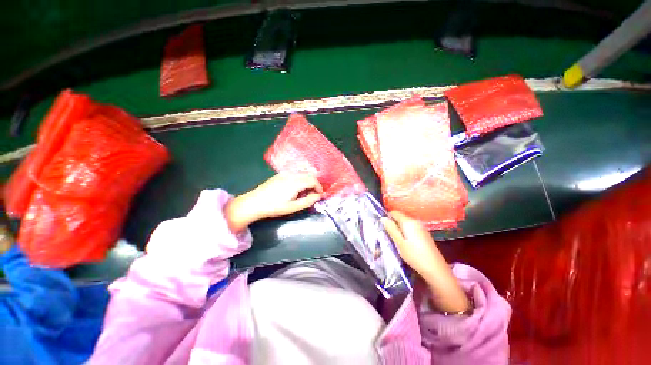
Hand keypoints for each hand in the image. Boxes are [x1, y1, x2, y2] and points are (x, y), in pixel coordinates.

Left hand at [225, 173, 322, 232]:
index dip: (319, 187)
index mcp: (296, 182)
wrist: (255, 202)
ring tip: (304, 192)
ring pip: (302, 173)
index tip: (319, 195)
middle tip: (312, 194)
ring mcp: (285, 173)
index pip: (313, 180)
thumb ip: (308, 201)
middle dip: (314, 183)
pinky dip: (300, 179)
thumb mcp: (293, 207)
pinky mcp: (280, 174)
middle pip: (309, 175)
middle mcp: (292, 174)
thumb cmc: (275, 207)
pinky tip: (295, 188)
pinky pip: (295, 173)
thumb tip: (318, 196)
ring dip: (307, 181)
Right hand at [381, 211, 470, 313]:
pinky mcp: (424, 234)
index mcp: (408, 222)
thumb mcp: (399, 242)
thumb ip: (391, 229)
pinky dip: (405, 232)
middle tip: (387, 235)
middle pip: (400, 217)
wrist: (435, 269)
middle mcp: (415, 221)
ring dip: (399, 229)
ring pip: (405, 223)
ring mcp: (421, 227)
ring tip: (395, 240)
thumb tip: (383, 218)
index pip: (394, 212)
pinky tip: (405, 243)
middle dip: (392, 224)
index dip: (387, 218)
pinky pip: (411, 228)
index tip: (382, 227)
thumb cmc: (414, 255)